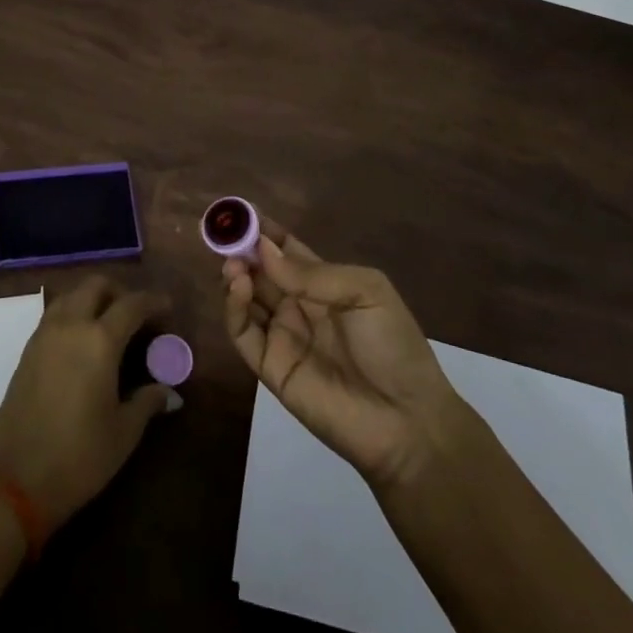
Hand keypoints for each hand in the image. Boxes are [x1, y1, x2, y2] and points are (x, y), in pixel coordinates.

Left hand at [0, 276, 174, 525]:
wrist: (15, 480)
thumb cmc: (79, 457)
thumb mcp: (123, 433)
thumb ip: (148, 402)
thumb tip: (169, 391)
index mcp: (100, 340)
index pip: (132, 304)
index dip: (153, 301)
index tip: (168, 307)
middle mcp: (71, 325)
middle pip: (96, 285)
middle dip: (120, 291)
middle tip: (135, 314)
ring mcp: (44, 334)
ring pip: (71, 295)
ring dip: (92, 298)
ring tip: (108, 324)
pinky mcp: (27, 350)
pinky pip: (54, 314)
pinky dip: (73, 313)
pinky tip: (82, 341)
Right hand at [222, 219, 481, 490]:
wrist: (406, 421)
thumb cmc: (393, 346)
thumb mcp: (365, 292)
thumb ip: (312, 273)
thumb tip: (264, 250)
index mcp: (323, 283)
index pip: (285, 250)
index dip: (264, 231)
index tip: (240, 212)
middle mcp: (297, 305)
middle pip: (259, 270)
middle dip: (242, 249)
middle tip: (226, 235)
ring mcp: (282, 335)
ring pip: (245, 298)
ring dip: (234, 274)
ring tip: (233, 262)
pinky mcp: (270, 366)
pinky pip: (243, 332)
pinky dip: (233, 307)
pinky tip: (238, 286)